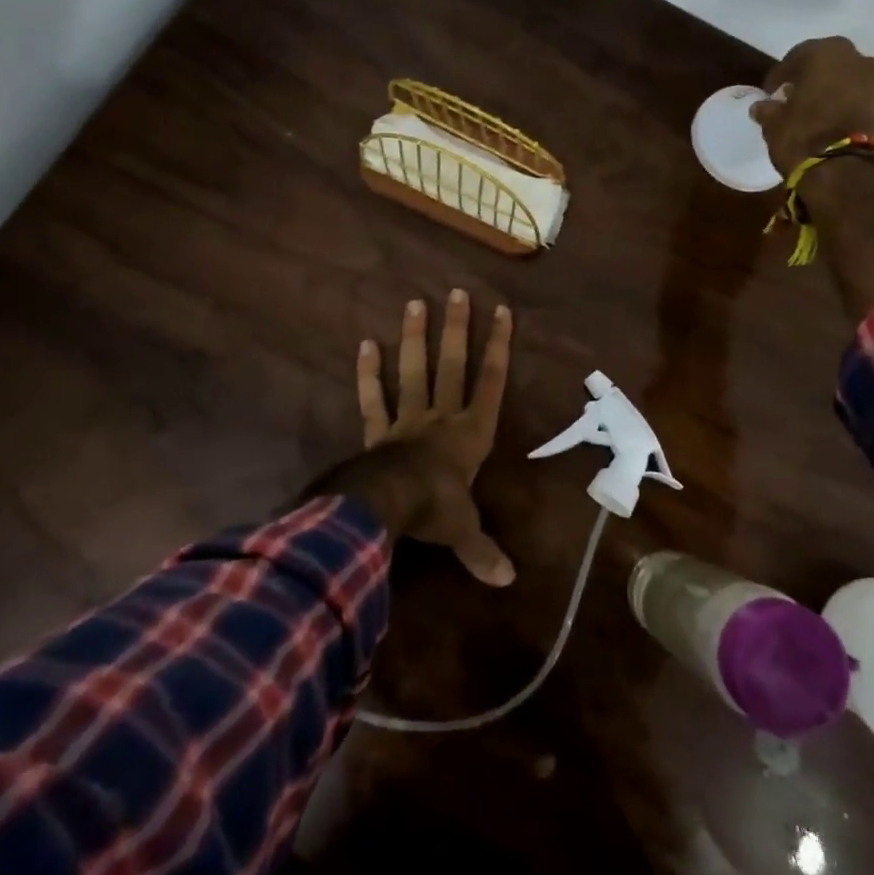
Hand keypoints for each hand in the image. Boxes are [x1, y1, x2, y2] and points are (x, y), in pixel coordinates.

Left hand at [353, 291, 515, 586]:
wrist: (388, 506)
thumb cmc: (435, 510)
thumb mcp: (464, 531)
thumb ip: (483, 551)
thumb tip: (507, 582)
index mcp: (471, 433)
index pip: (491, 381)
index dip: (498, 346)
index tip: (502, 311)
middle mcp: (442, 417)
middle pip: (452, 365)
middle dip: (457, 329)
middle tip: (456, 292)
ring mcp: (408, 419)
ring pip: (414, 372)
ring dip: (415, 339)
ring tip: (414, 302)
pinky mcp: (378, 431)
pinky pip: (373, 399)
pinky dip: (369, 374)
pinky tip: (366, 344)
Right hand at [751, 35, 873, 175]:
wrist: (848, 173)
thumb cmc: (804, 137)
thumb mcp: (774, 124)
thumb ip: (768, 110)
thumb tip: (761, 107)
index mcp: (826, 53)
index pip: (796, 57)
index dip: (780, 75)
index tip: (769, 92)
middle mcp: (857, 59)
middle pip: (828, 64)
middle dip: (810, 78)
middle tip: (793, 97)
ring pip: (848, 81)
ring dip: (832, 92)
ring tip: (814, 112)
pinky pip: (861, 100)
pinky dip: (847, 107)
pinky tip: (832, 123)